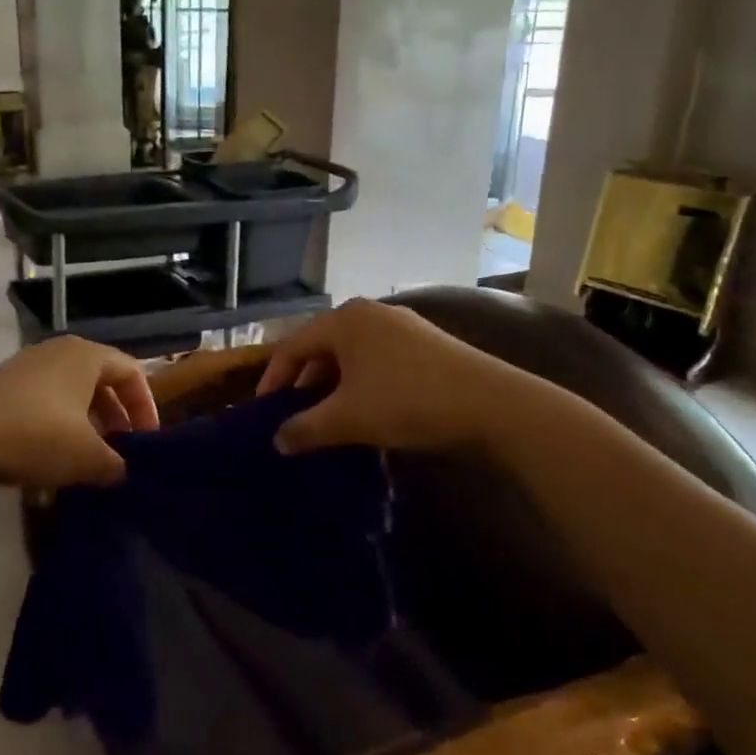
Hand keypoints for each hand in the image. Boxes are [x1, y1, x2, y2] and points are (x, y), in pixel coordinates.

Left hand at [0, 337, 159, 492]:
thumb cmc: (35, 435)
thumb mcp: (87, 457)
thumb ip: (115, 464)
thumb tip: (122, 472)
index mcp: (85, 356)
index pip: (132, 372)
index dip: (146, 407)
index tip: (147, 442)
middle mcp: (57, 354)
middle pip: (100, 384)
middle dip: (115, 421)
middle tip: (121, 454)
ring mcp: (26, 371)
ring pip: (70, 399)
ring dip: (85, 431)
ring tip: (89, 466)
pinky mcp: (1, 393)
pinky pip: (42, 410)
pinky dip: (55, 435)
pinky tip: (51, 470)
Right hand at [258, 299, 503, 454]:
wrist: (491, 403)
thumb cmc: (406, 401)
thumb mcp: (347, 419)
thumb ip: (305, 428)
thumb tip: (278, 441)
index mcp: (344, 321)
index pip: (293, 346)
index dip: (274, 379)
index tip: (264, 410)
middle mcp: (369, 313)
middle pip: (322, 346)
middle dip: (305, 382)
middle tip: (294, 414)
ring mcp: (401, 325)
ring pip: (352, 354)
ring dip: (334, 384)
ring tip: (328, 416)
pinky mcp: (426, 342)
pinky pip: (377, 358)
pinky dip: (361, 382)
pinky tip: (367, 409)